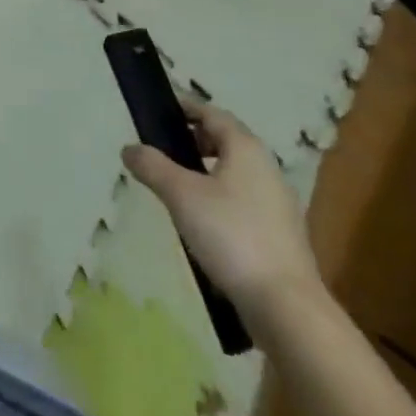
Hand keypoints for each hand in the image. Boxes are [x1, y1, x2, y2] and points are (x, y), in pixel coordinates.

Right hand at [122, 98, 321, 320]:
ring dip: (208, 172)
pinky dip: (222, 199)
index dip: (186, 108)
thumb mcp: (181, 195)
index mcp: (245, 148)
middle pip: (226, 141)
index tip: (161, 110)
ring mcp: (278, 203)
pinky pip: (245, 201)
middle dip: (195, 140)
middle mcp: (266, 168)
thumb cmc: (231, 236)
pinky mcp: (281, 235)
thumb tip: (129, 149)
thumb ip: (153, 166)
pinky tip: (204, 223)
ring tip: (179, 188)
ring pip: (236, 173)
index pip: (212, 113)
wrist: (287, 308)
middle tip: (165, 149)